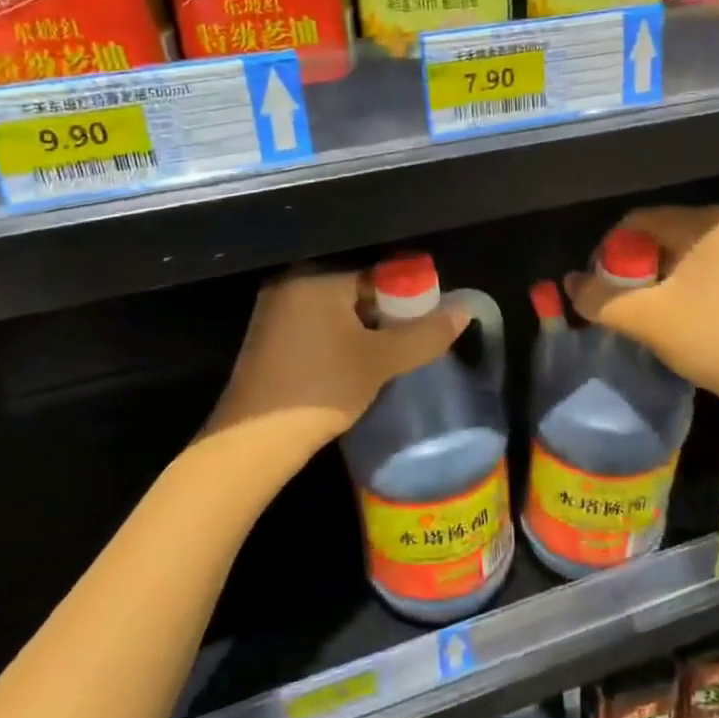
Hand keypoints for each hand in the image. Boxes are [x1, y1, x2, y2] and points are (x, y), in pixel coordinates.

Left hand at [206, 269, 465, 455]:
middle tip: (411, 342)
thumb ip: (424, 334)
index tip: (427, 323)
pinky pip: (317, 326)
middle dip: (387, 315)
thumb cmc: (321, 389)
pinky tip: (354, 365)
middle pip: (357, 290)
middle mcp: (291, 284)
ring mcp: (275, 311)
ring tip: (387, 356)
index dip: (409, 298)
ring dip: (364, 330)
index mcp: (316, 278)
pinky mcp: (269, 338)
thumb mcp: (381, 361)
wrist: (254, 443)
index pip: (378, 274)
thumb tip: (464, 311)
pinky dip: (340, 340)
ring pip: (338, 311)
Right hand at [564, 206, 718, 422]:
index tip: (597, 291)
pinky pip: (697, 272)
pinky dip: (676, 291)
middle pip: (655, 237)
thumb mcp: (645, 318)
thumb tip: (568, 283)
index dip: (606, 254)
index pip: (635, 222)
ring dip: (651, 284)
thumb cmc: (714, 338)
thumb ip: (597, 298)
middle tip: (618, 307)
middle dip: (629, 271)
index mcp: (704, 221)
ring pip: (675, 258)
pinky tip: (674, 320)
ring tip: (644, 317)